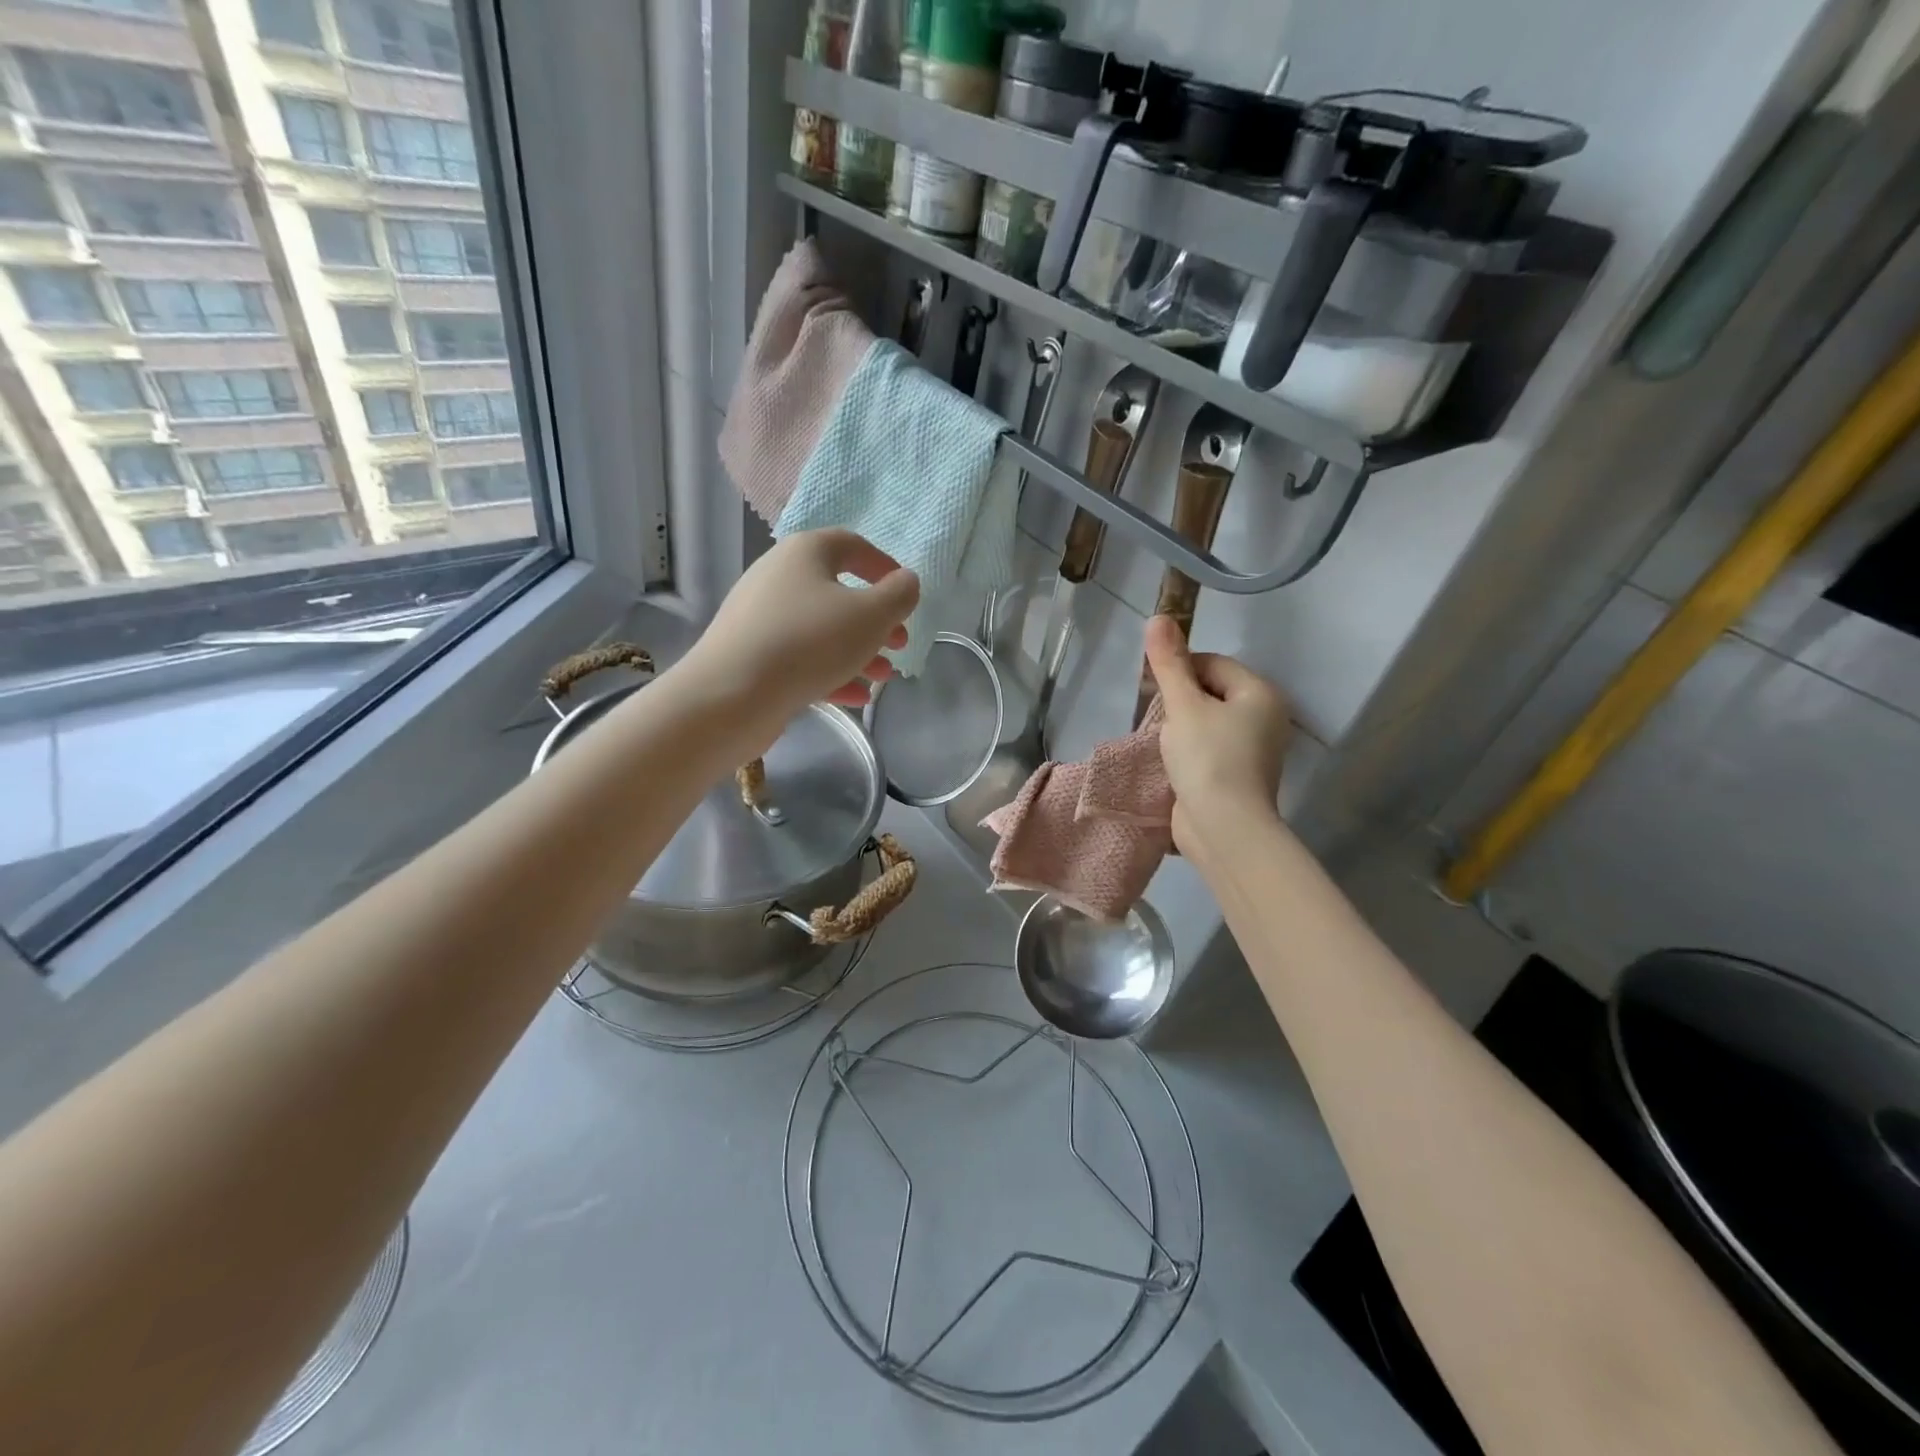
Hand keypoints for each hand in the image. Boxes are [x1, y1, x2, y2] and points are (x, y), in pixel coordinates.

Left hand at [684, 529, 918, 729]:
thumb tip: (906, 582)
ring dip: (858, 651)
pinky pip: (800, 657)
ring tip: (883, 677)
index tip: (907, 596)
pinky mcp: (752, 655)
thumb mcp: (871, 616)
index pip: (852, 546)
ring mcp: (761, 618)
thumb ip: (899, 595)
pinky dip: (830, 673)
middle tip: (899, 644)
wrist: (730, 694)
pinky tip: (856, 698)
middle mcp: (778, 577)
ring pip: (821, 629)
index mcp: (805, 553)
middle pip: (838, 592)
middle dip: (876, 620)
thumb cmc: (809, 643)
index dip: (885, 568)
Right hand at [1144, 616, 1291, 857]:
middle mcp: (1265, 717)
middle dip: (1179, 701)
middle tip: (1156, 719)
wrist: (1224, 828)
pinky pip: (1210, 749)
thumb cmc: (1208, 759)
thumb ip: (1169, 663)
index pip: (1212, 663)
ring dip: (1181, 728)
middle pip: (1211, 691)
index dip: (1179, 671)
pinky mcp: (1239, 775)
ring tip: (1161, 742)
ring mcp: (1254, 749)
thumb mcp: (1183, 706)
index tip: (1155, 692)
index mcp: (1259, 693)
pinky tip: (1171, 763)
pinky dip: (1189, 751)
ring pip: (1208, 722)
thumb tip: (1158, 617)